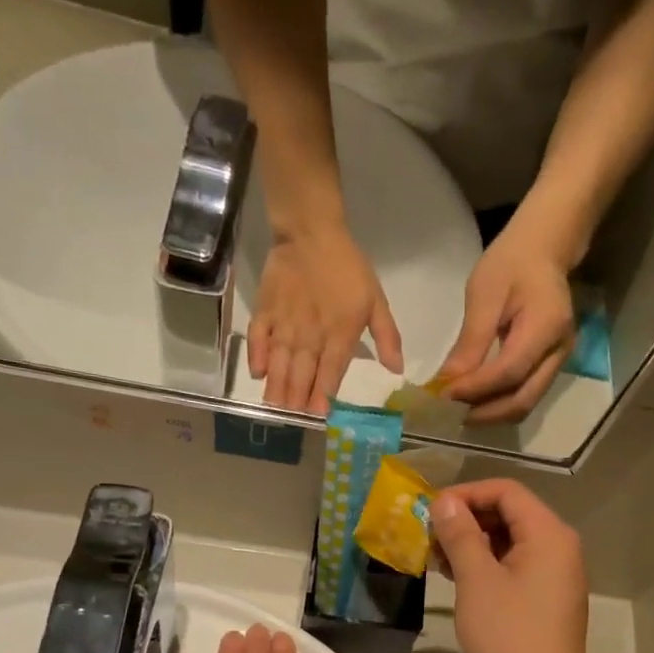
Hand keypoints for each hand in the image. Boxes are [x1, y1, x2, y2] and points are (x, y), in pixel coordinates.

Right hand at [249, 225, 402, 413]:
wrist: (311, 233)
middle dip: (297, 399)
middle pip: (302, 374)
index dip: (323, 396)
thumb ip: (387, 337)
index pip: (330, 373)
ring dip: (277, 387)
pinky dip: (257, 357)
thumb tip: (397, 370)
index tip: (319, 416)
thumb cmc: (348, 268)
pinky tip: (258, 374)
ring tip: (275, 408)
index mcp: (339, 334)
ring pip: (280, 363)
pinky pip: (258, 339)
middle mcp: (310, 335)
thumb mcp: (376, 301)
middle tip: (293, 419)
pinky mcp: (265, 311)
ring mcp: (285, 324)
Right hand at [428, 481, 594, 652]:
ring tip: (438, 559)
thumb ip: (460, 534)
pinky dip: (488, 565)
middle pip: (511, 514)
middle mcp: (560, 547)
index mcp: (549, 534)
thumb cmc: (508, 636)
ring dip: (474, 543)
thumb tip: (445, 502)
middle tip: (430, 537)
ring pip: (511, 541)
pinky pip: (517, 566)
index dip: (466, 494)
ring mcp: (557, 574)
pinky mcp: (549, 598)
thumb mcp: (477, 580)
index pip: (507, 492)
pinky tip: (459, 578)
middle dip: (468, 519)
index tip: (431, 511)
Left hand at [439, 223, 576, 424]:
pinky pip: (526, 394)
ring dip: (491, 414)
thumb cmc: (511, 263)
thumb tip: (448, 381)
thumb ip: (470, 341)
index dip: (475, 389)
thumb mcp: (484, 295)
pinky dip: (499, 404)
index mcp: (546, 326)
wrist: (543, 250)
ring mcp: (559, 361)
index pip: (509, 372)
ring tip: (458, 412)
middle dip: (484, 413)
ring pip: (526, 403)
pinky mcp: (551, 365)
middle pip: (522, 399)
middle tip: (448, 415)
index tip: (443, 395)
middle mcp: (559, 351)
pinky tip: (475, 402)